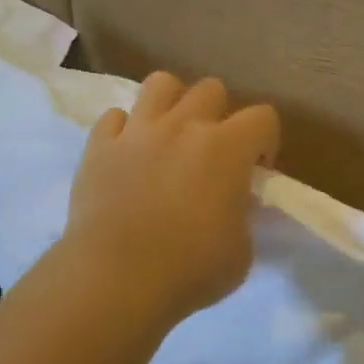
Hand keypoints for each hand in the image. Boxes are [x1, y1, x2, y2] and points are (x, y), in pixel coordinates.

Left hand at [66, 72, 280, 326]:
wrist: (116, 279)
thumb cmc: (189, 270)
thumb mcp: (241, 252)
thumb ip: (242, 215)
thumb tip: (232, 204)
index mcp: (226, 148)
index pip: (263, 117)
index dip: (265, 142)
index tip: (256, 171)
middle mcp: (182, 125)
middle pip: (211, 89)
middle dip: (218, 114)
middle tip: (211, 152)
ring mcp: (137, 131)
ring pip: (160, 84)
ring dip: (171, 104)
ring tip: (168, 135)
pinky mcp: (99, 146)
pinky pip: (114, 118)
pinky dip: (123, 131)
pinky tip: (126, 155)